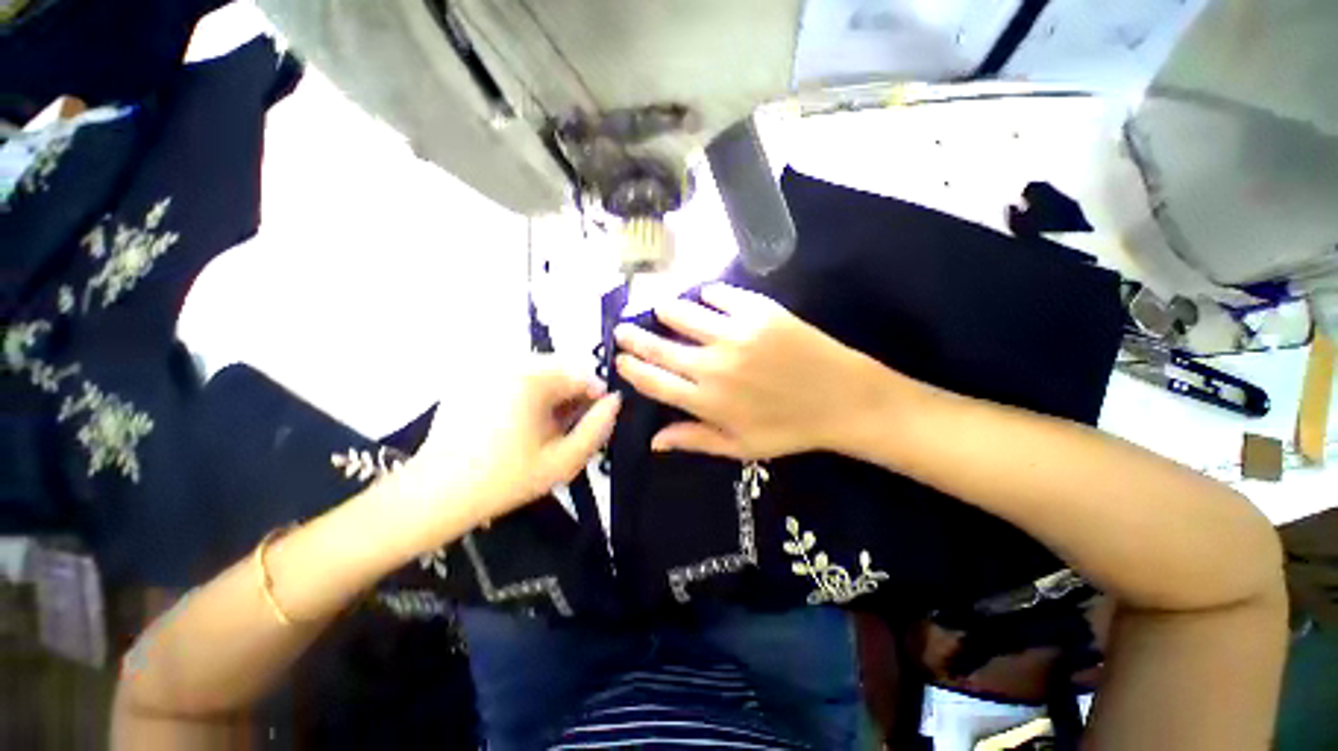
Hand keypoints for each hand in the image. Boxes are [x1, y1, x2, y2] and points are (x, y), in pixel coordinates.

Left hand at [390, 357, 620, 545]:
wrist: (434, 495)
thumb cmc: (505, 479)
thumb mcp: (563, 461)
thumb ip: (597, 428)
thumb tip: (615, 402)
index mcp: (532, 379)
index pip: (582, 373)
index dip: (595, 398)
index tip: (592, 424)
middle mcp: (508, 363)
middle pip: (560, 370)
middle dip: (571, 396)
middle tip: (566, 429)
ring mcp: (485, 369)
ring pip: (538, 374)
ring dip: (550, 396)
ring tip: (542, 430)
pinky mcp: (470, 380)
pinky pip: (513, 378)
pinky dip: (526, 396)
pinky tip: (517, 425)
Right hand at [614, 283, 907, 460]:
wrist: (843, 399)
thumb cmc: (789, 428)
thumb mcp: (740, 447)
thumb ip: (694, 440)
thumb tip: (652, 442)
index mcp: (706, 400)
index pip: (653, 381)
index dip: (631, 367)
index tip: (619, 357)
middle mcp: (713, 365)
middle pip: (659, 346)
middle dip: (634, 335)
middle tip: (623, 326)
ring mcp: (735, 334)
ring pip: (683, 313)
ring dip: (666, 310)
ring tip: (662, 309)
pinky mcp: (759, 311)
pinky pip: (720, 294)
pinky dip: (707, 294)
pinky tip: (705, 297)